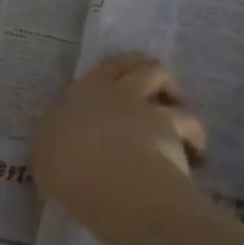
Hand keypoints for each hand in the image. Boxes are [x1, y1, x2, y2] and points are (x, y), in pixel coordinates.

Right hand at [32, 53, 205, 229]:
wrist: (108, 178)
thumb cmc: (66, 168)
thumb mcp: (46, 156)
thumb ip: (57, 145)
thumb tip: (61, 151)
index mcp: (82, 93)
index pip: (104, 69)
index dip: (116, 71)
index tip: (121, 83)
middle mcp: (116, 92)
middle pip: (140, 66)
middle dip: (148, 72)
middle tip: (156, 90)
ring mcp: (146, 107)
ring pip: (166, 82)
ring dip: (175, 95)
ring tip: (178, 117)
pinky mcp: (172, 126)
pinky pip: (189, 123)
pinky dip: (194, 135)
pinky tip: (197, 153)